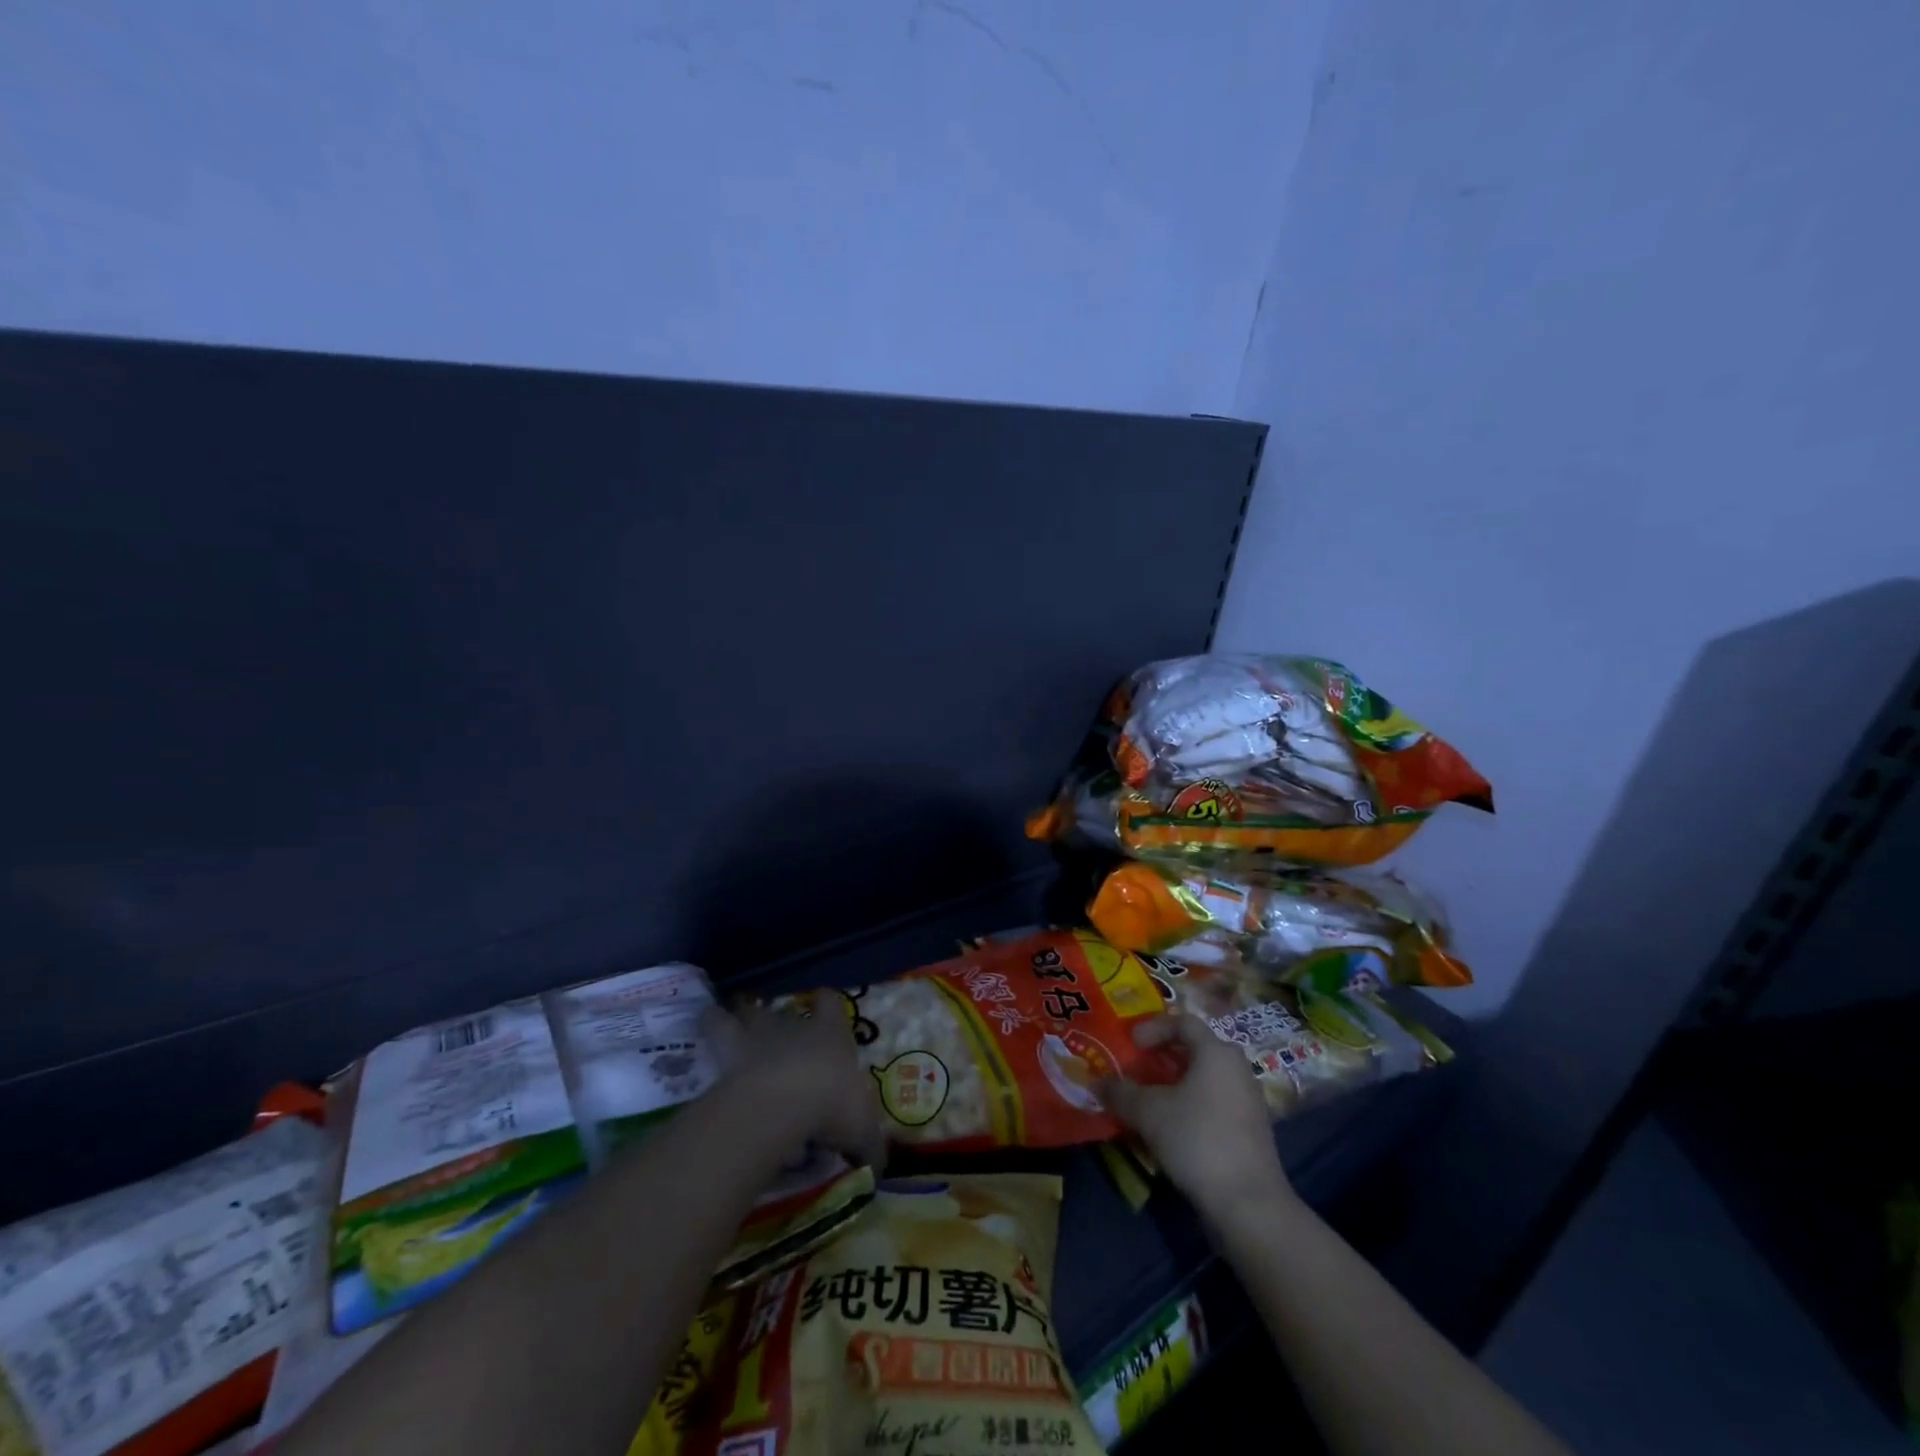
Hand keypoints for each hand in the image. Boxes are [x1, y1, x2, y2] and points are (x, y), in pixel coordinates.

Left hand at [714, 1000, 885, 1167]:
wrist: (780, 1105)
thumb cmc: (830, 1105)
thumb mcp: (862, 1133)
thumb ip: (870, 1147)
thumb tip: (878, 1167)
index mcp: (831, 1034)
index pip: (831, 1004)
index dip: (828, 1006)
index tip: (825, 1010)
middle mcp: (793, 1028)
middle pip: (780, 1010)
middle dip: (772, 1019)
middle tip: (767, 1032)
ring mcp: (757, 1039)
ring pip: (741, 1015)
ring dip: (731, 1018)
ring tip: (720, 1020)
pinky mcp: (726, 1057)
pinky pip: (713, 1035)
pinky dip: (708, 1036)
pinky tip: (703, 1046)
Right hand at [1100, 1015, 1292, 1221]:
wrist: (1249, 1204)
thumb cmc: (1197, 1139)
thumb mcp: (1148, 1112)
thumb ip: (1121, 1092)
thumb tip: (1098, 1082)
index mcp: (1216, 1052)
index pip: (1183, 1022)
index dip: (1153, 1028)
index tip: (1131, 1043)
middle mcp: (1237, 1068)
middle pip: (1196, 1050)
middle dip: (1163, 1057)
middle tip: (1138, 1068)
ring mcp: (1249, 1101)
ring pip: (1206, 1079)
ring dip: (1176, 1084)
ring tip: (1150, 1101)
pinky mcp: (1252, 1131)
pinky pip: (1216, 1103)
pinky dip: (1192, 1106)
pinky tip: (1173, 1129)